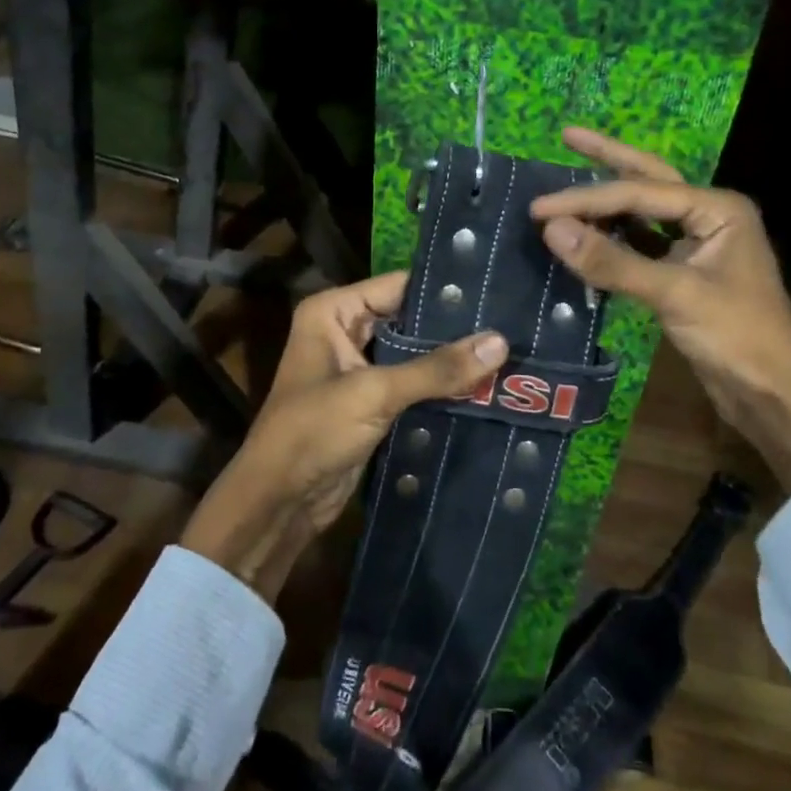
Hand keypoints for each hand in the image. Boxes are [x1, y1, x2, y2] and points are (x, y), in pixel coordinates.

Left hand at [179, 272, 507, 601]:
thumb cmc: (313, 432)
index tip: (496, 291)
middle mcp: (345, 331)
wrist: (279, 504)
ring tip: (508, 353)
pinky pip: (412, 384)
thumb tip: (501, 342)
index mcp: (333, 312)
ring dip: (450, 360)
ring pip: (414, 354)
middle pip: (409, 320)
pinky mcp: (371, 402)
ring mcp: (358, 368)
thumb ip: (436, 369)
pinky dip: (440, 387)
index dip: (444, 291)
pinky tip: (484, 386)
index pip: (399, 286)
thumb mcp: (375, 393)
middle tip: (510, 325)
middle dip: (453, 328)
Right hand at [528, 128, 790, 491]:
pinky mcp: (685, 273)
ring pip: (643, 212)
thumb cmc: (736, 336)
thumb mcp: (674, 294)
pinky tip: (586, 234)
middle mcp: (709, 216)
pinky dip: (613, 239)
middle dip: (608, 157)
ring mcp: (698, 244)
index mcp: (718, 208)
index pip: (639, 194)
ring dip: (607, 201)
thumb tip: (551, 229)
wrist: (773, 395)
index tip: (538, 209)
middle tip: (567, 135)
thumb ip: (612, 261)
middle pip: (648, 179)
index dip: (586, 200)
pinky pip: (642, 244)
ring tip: (569, 184)